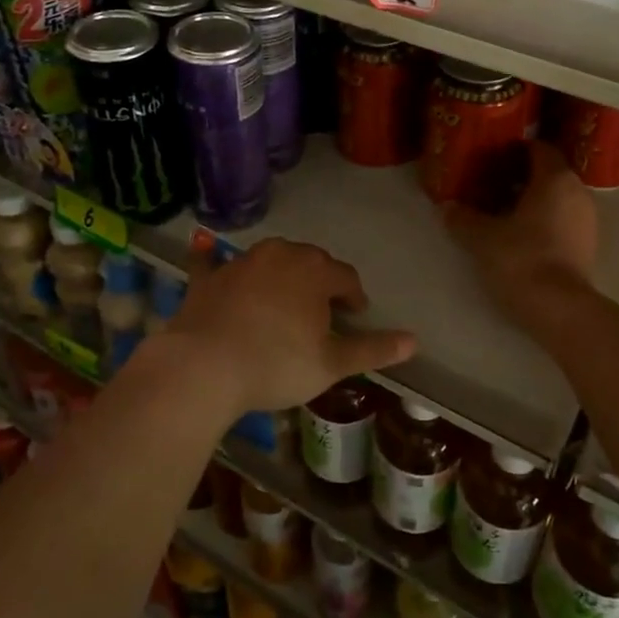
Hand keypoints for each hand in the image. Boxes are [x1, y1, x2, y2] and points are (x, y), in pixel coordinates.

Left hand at [158, 238, 415, 414]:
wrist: (204, 366)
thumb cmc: (277, 364)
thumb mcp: (331, 364)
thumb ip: (373, 349)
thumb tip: (414, 340)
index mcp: (315, 272)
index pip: (345, 277)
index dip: (353, 296)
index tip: (354, 315)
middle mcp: (281, 255)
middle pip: (310, 261)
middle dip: (320, 281)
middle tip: (321, 311)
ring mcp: (241, 262)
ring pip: (271, 259)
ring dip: (281, 273)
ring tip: (283, 300)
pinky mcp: (208, 277)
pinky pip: (212, 261)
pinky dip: (213, 259)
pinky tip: (205, 251)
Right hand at [445, 141, 596, 319]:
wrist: (560, 309)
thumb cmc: (522, 259)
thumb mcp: (482, 238)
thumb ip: (463, 218)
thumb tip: (446, 208)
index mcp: (555, 178)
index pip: (539, 148)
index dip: (515, 149)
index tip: (491, 156)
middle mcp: (577, 191)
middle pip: (549, 173)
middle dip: (521, 176)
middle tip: (489, 183)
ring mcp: (587, 219)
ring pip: (557, 198)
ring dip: (532, 200)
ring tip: (501, 211)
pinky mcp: (588, 245)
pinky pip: (563, 219)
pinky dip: (544, 220)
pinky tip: (519, 235)